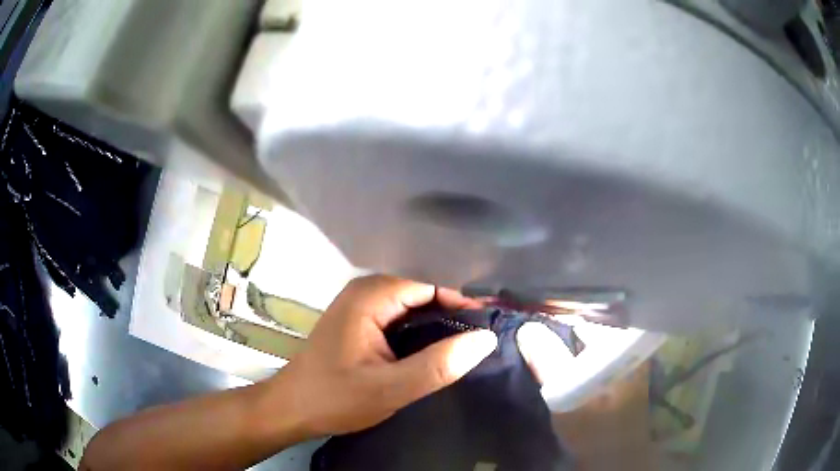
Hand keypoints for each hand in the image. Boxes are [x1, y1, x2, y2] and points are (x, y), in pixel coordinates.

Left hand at [268, 275, 497, 437]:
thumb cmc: (334, 398)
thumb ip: (438, 365)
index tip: (488, 324)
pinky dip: (420, 330)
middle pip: (420, 291)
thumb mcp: (391, 388)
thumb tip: (484, 339)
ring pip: (410, 305)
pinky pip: (398, 317)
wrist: (292, 409)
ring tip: (467, 342)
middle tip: (483, 336)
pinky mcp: (358, 322)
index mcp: (369, 297)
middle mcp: (364, 291)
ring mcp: (359, 306)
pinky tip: (436, 348)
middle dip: (452, 311)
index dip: (462, 301)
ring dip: (437, 321)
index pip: (429, 285)